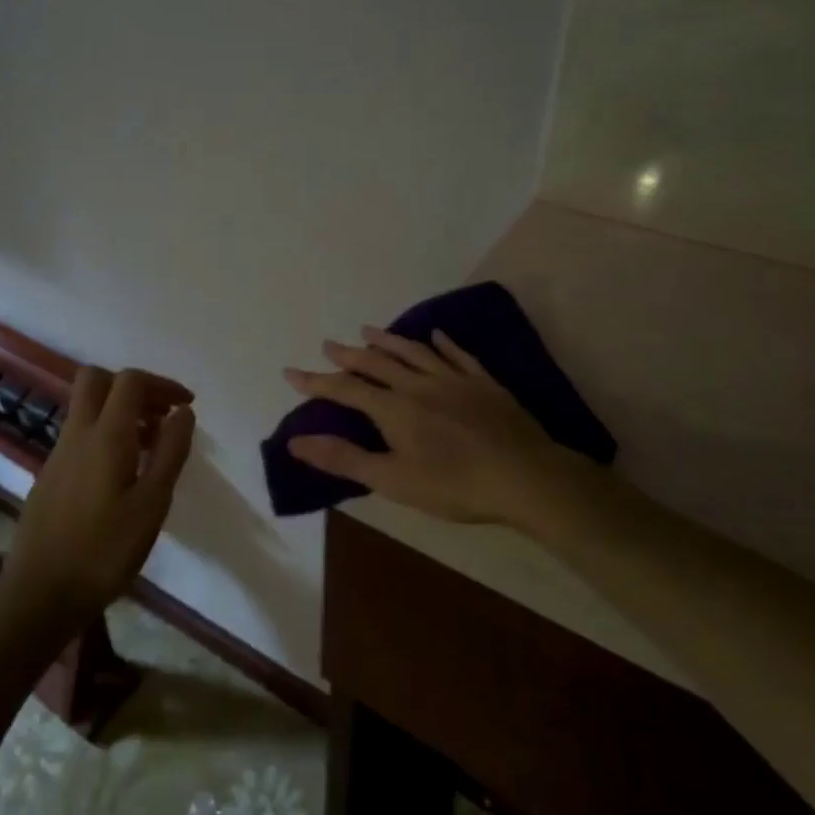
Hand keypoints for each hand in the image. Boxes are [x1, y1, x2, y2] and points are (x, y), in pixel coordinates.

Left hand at [0, 367, 195, 634]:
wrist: (38, 595)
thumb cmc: (104, 551)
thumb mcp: (151, 505)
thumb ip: (170, 452)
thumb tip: (183, 412)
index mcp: (105, 436)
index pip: (130, 381)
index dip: (161, 384)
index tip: (186, 405)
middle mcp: (77, 435)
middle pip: (97, 380)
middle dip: (134, 388)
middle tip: (161, 415)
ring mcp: (57, 455)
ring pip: (87, 409)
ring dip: (120, 413)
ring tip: (151, 450)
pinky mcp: (49, 476)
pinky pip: (80, 436)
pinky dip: (106, 436)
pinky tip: (123, 476)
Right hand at [284, 327, 585, 530]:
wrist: (525, 478)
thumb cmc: (454, 485)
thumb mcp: (392, 479)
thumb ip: (344, 459)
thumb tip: (297, 441)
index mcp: (395, 409)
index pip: (346, 390)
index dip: (316, 381)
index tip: (290, 371)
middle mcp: (419, 385)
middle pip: (377, 363)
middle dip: (349, 354)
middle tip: (329, 344)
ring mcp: (454, 380)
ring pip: (414, 352)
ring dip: (388, 340)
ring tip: (368, 329)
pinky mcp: (484, 383)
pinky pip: (458, 356)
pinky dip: (443, 344)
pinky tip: (435, 335)